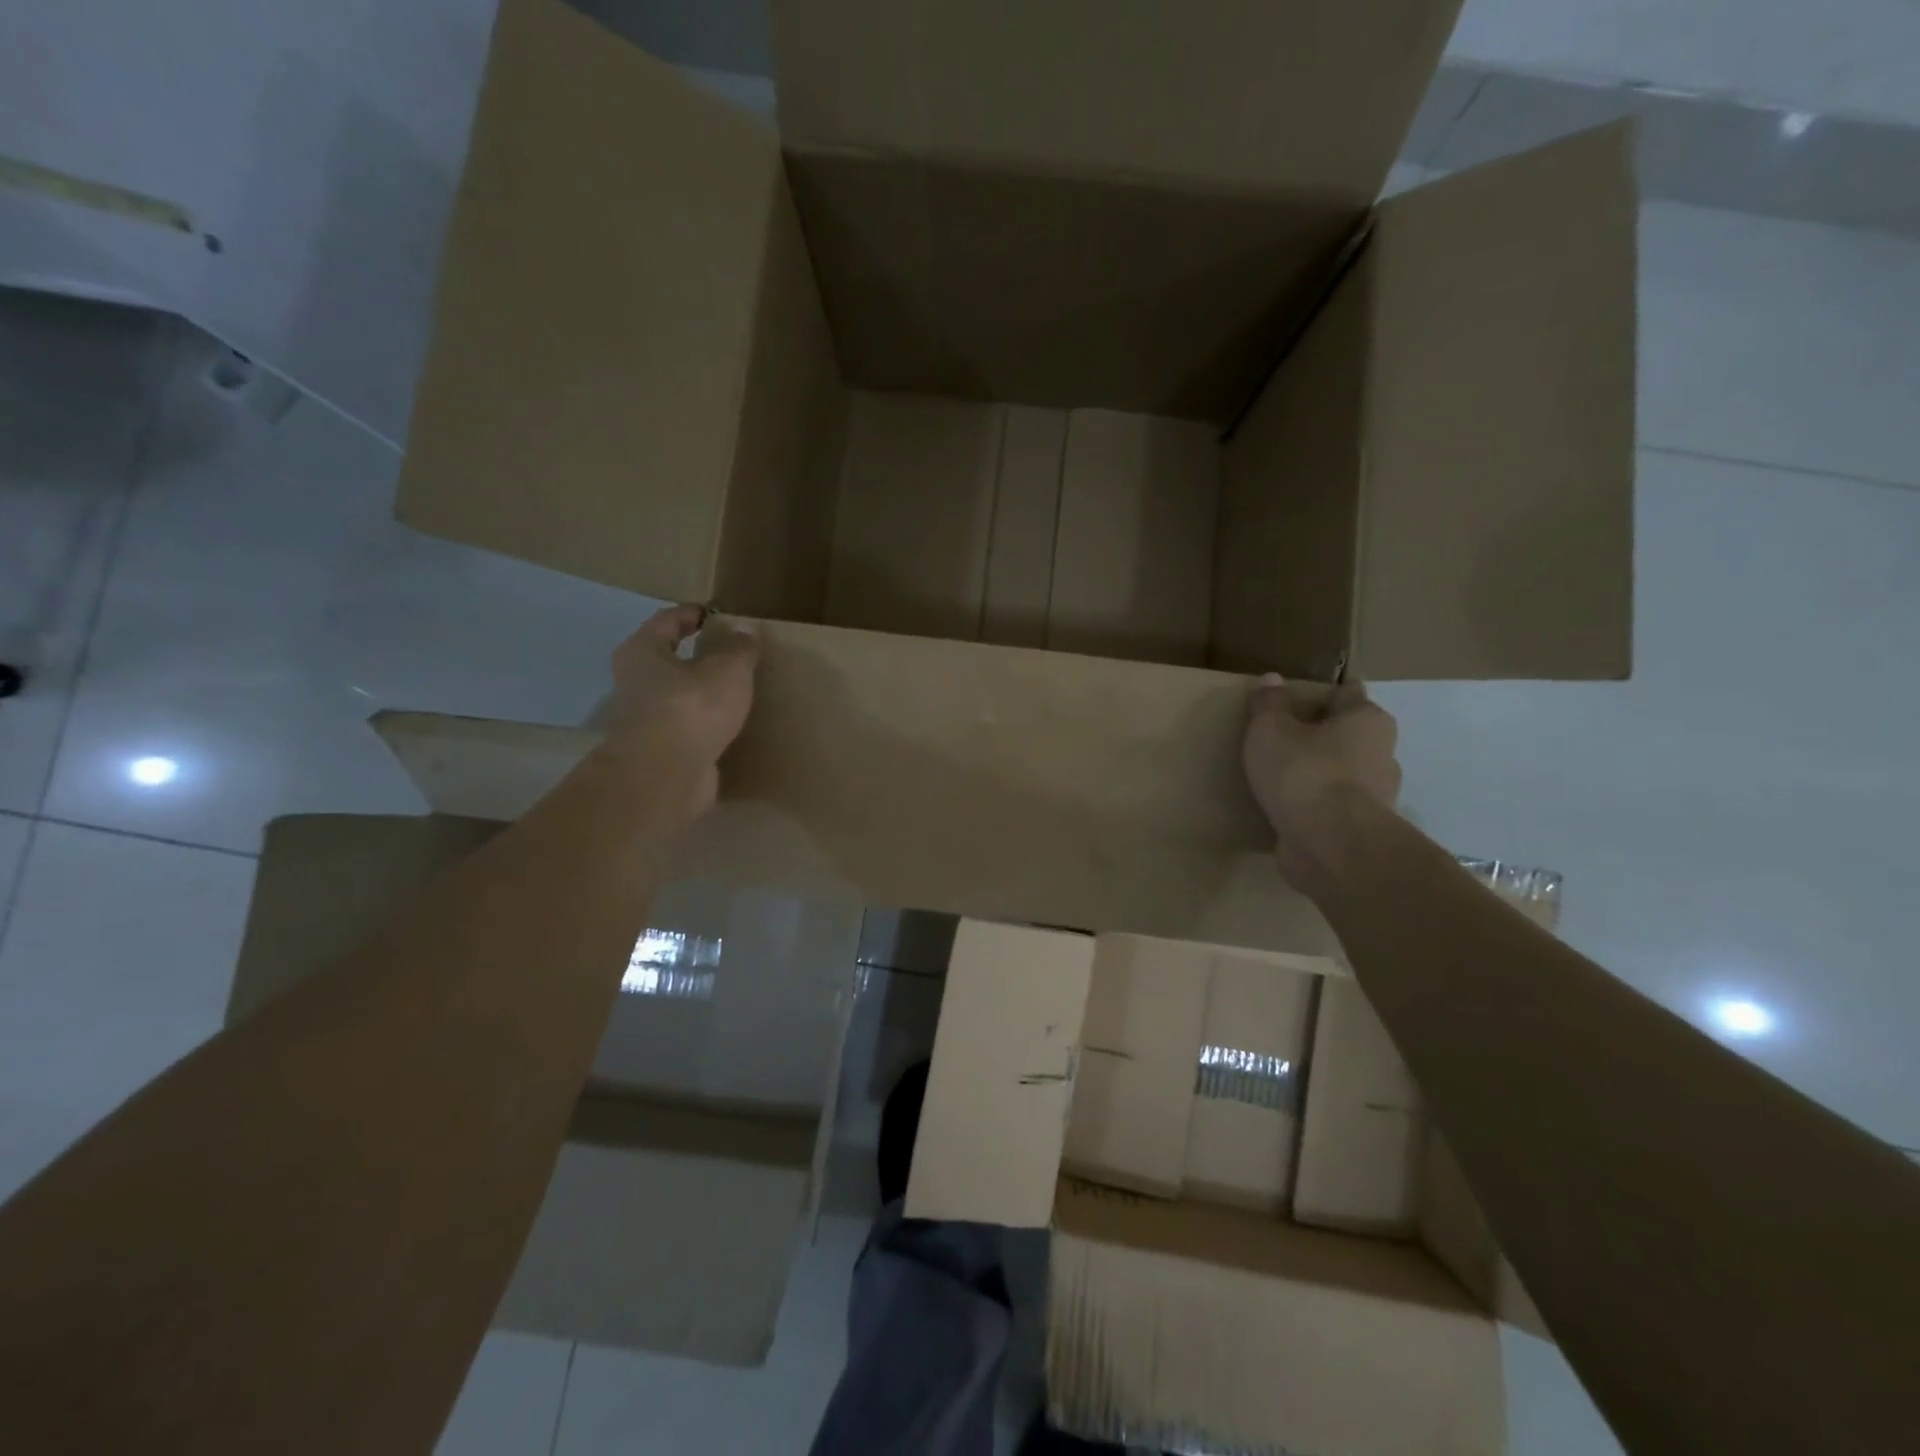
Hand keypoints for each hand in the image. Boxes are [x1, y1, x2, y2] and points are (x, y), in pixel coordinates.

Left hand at [603, 605, 760, 811]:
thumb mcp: (728, 670)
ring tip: (733, 692)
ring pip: (675, 697)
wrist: (665, 775)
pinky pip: (685, 729)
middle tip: (728, 654)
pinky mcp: (658, 752)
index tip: (715, 614)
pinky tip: (727, 728)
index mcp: (643, 651)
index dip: (691, 614)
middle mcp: (634, 682)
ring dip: (699, 694)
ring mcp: (644, 721)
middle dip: (693, 656)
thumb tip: (745, 629)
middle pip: (665, 660)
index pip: (666, 621)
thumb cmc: (691, 707)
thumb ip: (739, 648)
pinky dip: (703, 725)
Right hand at [1244, 674, 1400, 884]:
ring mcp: (1377, 796)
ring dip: (1320, 774)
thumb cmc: (1304, 773)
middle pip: (1349, 735)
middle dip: (1321, 736)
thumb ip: (1269, 704)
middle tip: (1283, 738)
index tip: (1295, 700)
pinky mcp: (1362, 830)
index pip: (1348, 694)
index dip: (1321, 694)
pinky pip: (1335, 809)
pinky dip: (1316, 807)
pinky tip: (1288, 809)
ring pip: (1345, 774)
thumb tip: (1271, 679)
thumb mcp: (1270, 730)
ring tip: (1281, 777)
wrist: (1330, 845)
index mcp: (1367, 720)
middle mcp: (1383, 753)